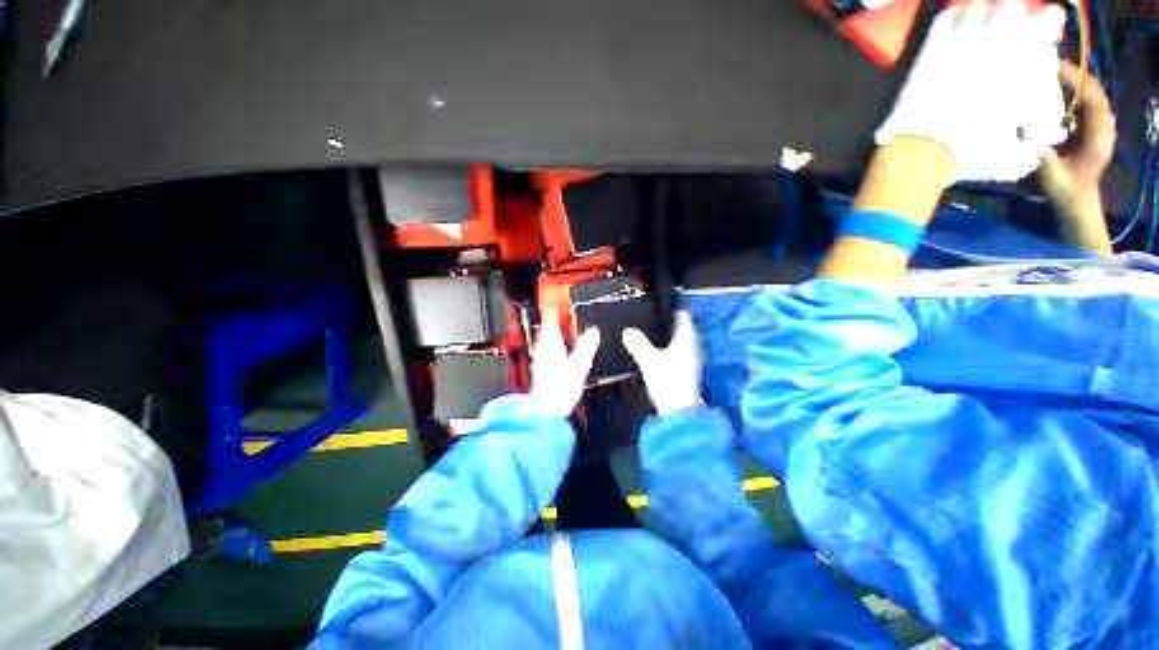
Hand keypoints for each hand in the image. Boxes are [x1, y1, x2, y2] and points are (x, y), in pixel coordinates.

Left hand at [531, 309, 600, 417]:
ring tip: (550, 334)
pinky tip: (550, 356)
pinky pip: (543, 356)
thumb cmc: (560, 390)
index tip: (552, 309)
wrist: (545, 411)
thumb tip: (593, 331)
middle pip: (544, 335)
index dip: (552, 316)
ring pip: (542, 345)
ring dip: (546, 338)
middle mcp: (544, 354)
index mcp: (553, 349)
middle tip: (551, 319)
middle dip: (548, 326)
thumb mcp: (579, 366)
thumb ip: (586, 347)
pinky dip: (547, 351)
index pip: (550, 327)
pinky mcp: (540, 375)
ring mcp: (540, 365)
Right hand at [623, 312, 703, 416]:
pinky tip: (656, 348)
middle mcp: (693, 345)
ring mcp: (692, 357)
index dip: (673, 305)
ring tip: (650, 329)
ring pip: (680, 338)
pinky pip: (679, 349)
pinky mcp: (688, 368)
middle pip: (682, 325)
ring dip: (668, 333)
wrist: (680, 411)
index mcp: (687, 338)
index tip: (658, 301)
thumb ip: (638, 344)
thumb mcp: (649, 360)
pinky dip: (669, 345)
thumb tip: (627, 331)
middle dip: (668, 319)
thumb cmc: (668, 381)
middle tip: (650, 313)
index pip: (683, 314)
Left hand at [876, 0, 1068, 182]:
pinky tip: (956, 23)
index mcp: (1023, 62)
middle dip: (1015, 11)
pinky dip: (954, 16)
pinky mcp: (931, 50)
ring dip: (982, 12)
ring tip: (982, 22)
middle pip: (1011, 5)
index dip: (1050, 19)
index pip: (1049, 20)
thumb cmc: (970, 154)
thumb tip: (1041, 145)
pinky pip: (946, 18)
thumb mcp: (1010, 160)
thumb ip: (1030, 149)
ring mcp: (961, 43)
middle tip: (1011, 20)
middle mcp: (996, 43)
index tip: (1049, 22)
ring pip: (978, 7)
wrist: (921, 151)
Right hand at [1038, 61, 1115, 255]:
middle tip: (1051, 65)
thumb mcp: (1055, 180)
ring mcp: (1097, 127)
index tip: (1057, 70)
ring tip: (1051, 73)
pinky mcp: (1089, 129)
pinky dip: (1072, 93)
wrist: (1077, 201)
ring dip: (1074, 83)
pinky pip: (1083, 104)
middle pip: (1094, 93)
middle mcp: (1102, 127)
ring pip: (1090, 96)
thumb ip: (1048, 162)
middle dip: (1076, 76)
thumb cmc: (1066, 192)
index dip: (1078, 83)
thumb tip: (1034, 143)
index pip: (1094, 101)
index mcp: (1098, 137)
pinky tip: (1055, 91)